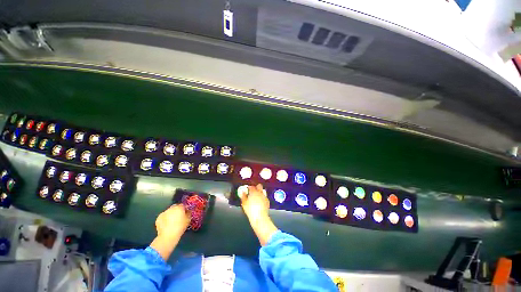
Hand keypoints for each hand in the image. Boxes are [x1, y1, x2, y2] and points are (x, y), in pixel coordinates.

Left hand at [155, 204, 190, 239]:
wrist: (168, 236)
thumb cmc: (180, 227)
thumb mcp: (188, 219)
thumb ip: (188, 213)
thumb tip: (187, 211)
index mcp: (179, 207)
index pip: (183, 205)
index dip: (184, 208)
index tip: (185, 212)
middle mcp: (171, 208)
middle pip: (175, 207)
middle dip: (177, 210)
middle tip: (179, 217)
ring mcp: (164, 213)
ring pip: (169, 212)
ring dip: (171, 214)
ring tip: (172, 221)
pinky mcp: (158, 218)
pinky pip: (163, 217)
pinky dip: (165, 219)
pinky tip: (167, 224)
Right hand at [240, 184, 277, 245]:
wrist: (260, 218)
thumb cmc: (251, 210)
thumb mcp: (244, 203)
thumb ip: (243, 196)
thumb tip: (243, 193)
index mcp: (253, 192)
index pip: (251, 186)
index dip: (249, 187)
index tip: (247, 189)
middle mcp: (260, 193)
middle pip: (259, 186)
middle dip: (256, 187)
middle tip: (253, 191)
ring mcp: (264, 196)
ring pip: (262, 191)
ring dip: (259, 192)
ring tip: (256, 197)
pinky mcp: (267, 201)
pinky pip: (264, 197)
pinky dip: (262, 198)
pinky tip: (260, 202)